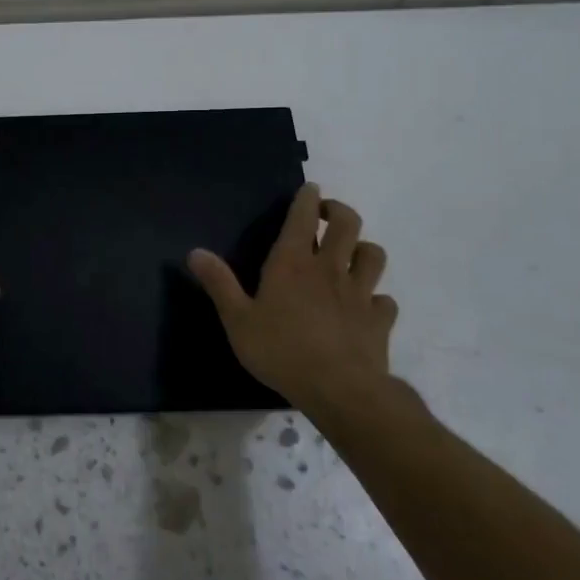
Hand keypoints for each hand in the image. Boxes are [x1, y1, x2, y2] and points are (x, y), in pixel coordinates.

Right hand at [187, 183, 398, 415]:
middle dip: (339, 211)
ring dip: (363, 248)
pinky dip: (377, 298)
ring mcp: (360, 293)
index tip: (309, 189)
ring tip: (351, 255)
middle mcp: (330, 269)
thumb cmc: (281, 351)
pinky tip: (366, 306)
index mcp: (293, 263)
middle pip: (348, 224)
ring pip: (373, 254)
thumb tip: (195, 251)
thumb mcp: (238, 320)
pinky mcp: (379, 320)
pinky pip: (385, 300)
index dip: (308, 197)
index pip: (304, 216)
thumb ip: (219, 284)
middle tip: (328, 215)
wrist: (340, 390)